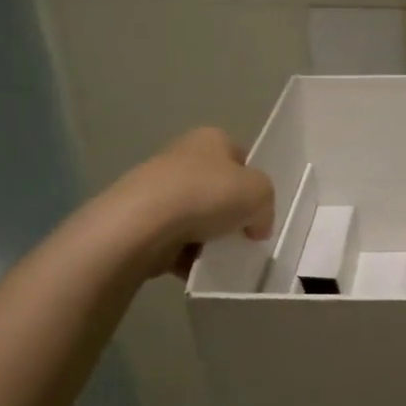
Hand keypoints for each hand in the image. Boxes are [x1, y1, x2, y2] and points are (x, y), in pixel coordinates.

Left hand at [106, 128, 274, 278]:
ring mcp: (157, 188)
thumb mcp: (260, 193)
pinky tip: (194, 266)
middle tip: (242, 236)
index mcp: (211, 139)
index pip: (242, 159)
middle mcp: (182, 156)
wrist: (142, 224)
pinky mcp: (140, 219)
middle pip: (218, 189)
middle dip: (230, 214)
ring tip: (217, 256)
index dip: (254, 186)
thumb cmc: (207, 195)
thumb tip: (255, 225)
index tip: (258, 212)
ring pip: (195, 216)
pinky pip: (173, 239)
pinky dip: (185, 255)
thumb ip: (266, 206)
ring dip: (208, 238)